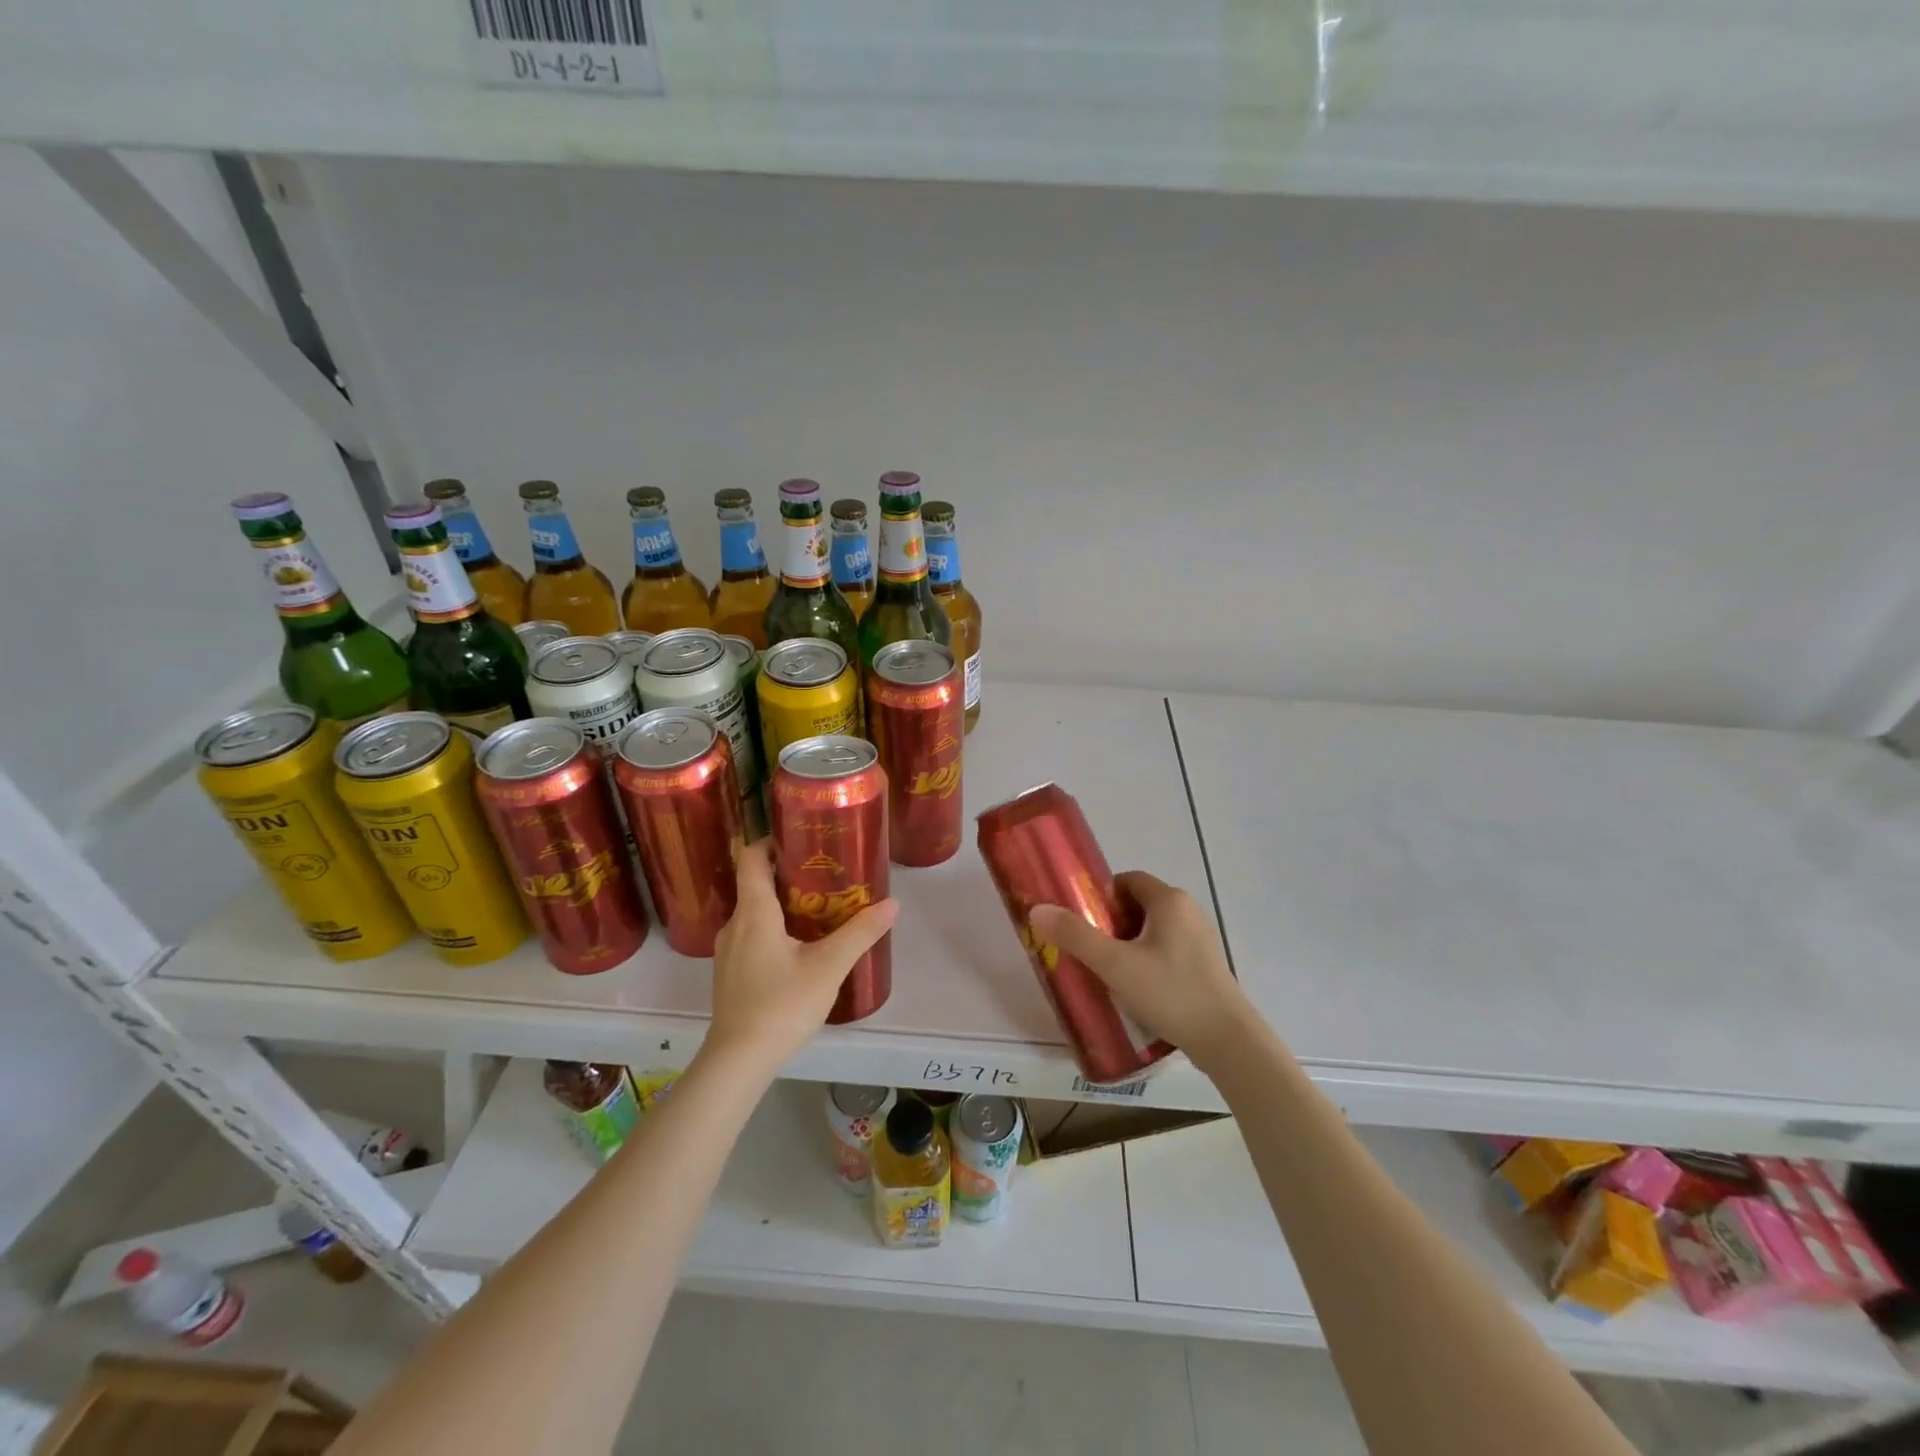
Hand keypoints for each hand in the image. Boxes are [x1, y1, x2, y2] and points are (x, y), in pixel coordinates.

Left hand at [704, 840, 898, 1072]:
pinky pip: (751, 935)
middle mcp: (735, 924)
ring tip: (820, 909)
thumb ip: (860, 933)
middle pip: (755, 883)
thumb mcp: (829, 967)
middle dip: (789, 874)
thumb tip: (892, 904)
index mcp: (754, 912)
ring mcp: (728, 951)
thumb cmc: (781, 1005)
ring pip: (755, 912)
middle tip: (826, 875)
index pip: (751, 857)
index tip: (802, 840)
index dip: (772, 841)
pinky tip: (801, 947)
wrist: (738, 1061)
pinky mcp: (730, 972)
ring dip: (783, 904)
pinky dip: (774, 928)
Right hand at [1029, 872, 1255, 1070]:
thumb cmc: (1170, 992)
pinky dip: (1146, 960)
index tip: (1082, 921)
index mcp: (1169, 900)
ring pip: (1152, 930)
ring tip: (1107, 971)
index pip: (1127, 881)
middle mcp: (1188, 911)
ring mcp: (1199, 939)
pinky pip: (1166, 950)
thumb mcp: (1115, 964)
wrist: (1226, 1041)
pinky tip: (1135, 988)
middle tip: (1089, 949)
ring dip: (1127, 944)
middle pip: (1138, 905)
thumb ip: (1075, 936)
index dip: (1101, 897)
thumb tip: (1037, 909)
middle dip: (1110, 923)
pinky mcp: (1204, 966)